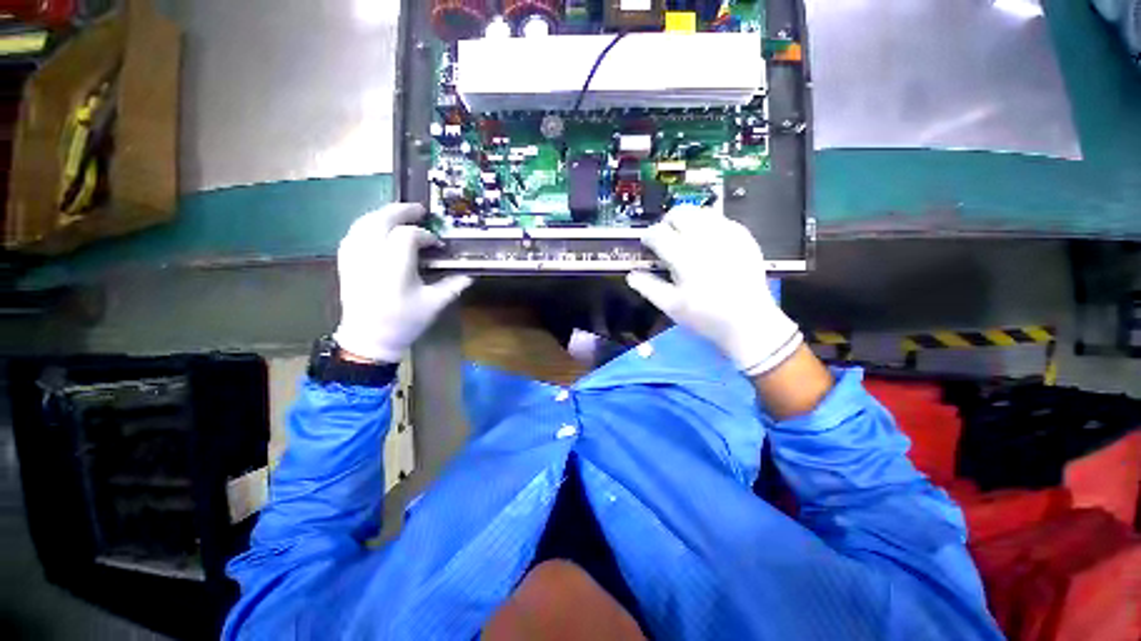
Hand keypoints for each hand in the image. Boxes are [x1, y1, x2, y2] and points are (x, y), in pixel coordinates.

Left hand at [333, 204, 471, 363]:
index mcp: (394, 268)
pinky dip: (367, 224)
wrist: (369, 339)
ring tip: (400, 214)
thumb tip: (470, 274)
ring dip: (383, 214)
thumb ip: (453, 285)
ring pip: (364, 223)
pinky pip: (353, 233)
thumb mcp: (434, 304)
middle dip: (401, 211)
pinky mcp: (346, 262)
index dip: (425, 236)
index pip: (408, 236)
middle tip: (419, 210)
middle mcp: (371, 257)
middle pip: (381, 220)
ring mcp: (354, 258)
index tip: (437, 244)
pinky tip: (377, 227)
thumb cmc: (405, 322)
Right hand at [627, 207, 802, 376]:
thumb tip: (631, 275)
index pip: (659, 233)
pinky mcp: (743, 237)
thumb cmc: (705, 316)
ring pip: (700, 212)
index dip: (648, 236)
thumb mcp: (671, 306)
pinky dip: (708, 225)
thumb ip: (648, 287)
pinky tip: (707, 241)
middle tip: (665, 238)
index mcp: (685, 257)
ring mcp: (728, 236)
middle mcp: (706, 240)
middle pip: (679, 213)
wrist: (748, 321)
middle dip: (667, 222)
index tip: (647, 243)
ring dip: (687, 220)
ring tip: (684, 237)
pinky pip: (721, 219)